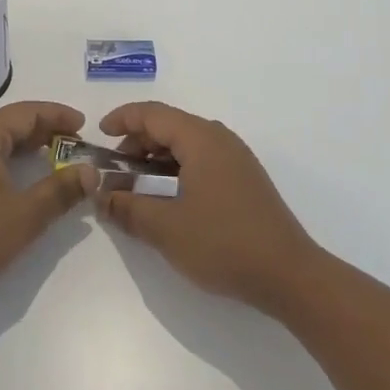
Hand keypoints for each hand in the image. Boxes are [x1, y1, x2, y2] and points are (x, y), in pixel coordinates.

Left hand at [0, 101, 97, 305]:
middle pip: (8, 123)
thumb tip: (90, 171)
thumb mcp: (25, 215)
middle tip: (72, 142)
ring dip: (24, 146)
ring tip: (51, 158)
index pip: (26, 112)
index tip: (84, 124)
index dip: (57, 115)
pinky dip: (7, 160)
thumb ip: (60, 191)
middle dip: (43, 129)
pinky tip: (17, 181)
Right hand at [97, 102, 323, 313]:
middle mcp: (220, 140)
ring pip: (186, 144)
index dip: (122, 119)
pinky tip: (167, 199)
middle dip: (136, 142)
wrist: (290, 276)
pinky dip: (176, 170)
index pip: (152, 113)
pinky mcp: (244, 180)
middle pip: (169, 125)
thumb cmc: (224, 244)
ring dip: (156, 159)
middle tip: (114, 170)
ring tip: (136, 187)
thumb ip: (127, 208)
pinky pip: (201, 160)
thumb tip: (101, 197)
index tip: (99, 137)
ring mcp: (236, 159)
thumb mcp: (165, 228)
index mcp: (201, 139)